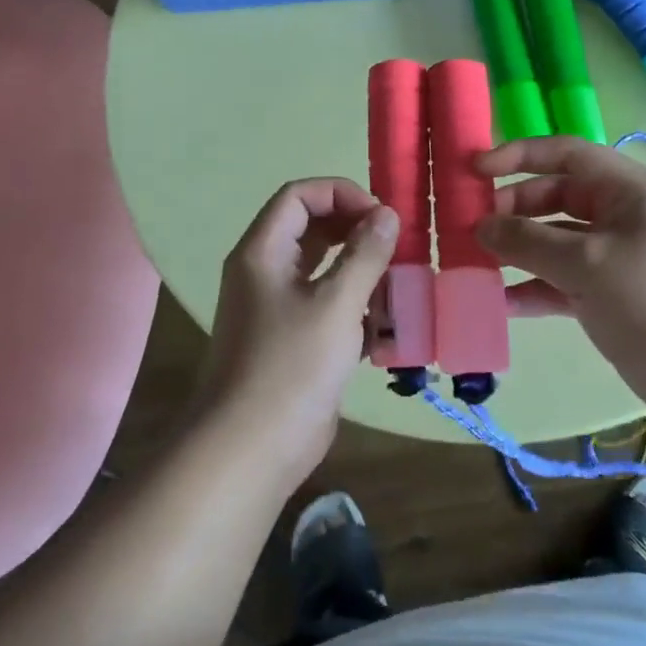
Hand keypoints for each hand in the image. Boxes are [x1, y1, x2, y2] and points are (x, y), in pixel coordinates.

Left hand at [202, 178, 397, 493]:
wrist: (250, 450)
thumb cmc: (290, 367)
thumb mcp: (335, 304)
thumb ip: (364, 255)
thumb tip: (387, 215)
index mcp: (262, 252)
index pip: (300, 196)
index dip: (341, 194)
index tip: (381, 217)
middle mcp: (265, 272)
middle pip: (313, 229)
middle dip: (357, 233)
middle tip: (395, 248)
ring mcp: (278, 308)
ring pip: (324, 270)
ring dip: (361, 274)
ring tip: (395, 289)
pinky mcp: (293, 340)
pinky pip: (328, 306)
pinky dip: (355, 309)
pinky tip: (383, 330)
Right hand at [475, 137, 645, 412]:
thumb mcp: (587, 264)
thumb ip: (529, 241)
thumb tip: (481, 227)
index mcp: (627, 189)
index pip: (566, 153)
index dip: (519, 155)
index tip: (475, 170)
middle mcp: (619, 214)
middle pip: (555, 197)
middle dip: (512, 209)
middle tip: (469, 227)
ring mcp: (613, 255)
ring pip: (554, 240)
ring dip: (517, 250)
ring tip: (474, 263)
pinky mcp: (607, 292)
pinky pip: (560, 279)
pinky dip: (533, 286)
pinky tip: (501, 302)